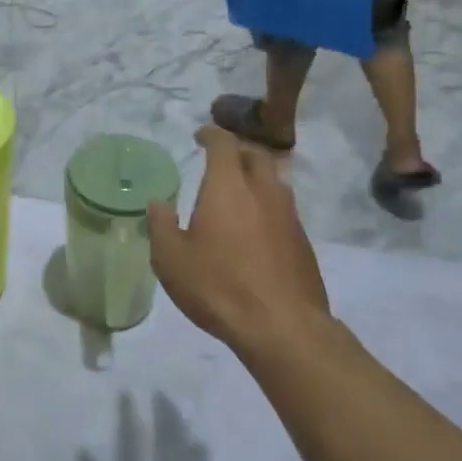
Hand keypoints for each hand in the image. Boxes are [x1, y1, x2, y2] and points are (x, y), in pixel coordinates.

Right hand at [147, 127, 329, 356]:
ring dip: (256, 177)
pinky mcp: (303, 240)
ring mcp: (289, 215)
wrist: (283, 326)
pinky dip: (268, 205)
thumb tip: (158, 203)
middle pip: (255, 155)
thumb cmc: (219, 286)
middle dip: (237, 151)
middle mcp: (263, 191)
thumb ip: (162, 225)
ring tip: (240, 191)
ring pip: (274, 180)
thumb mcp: (172, 260)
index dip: (212, 135)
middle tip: (220, 161)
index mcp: (228, 187)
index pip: (224, 144)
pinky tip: (257, 227)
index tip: (201, 135)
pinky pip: (284, 208)